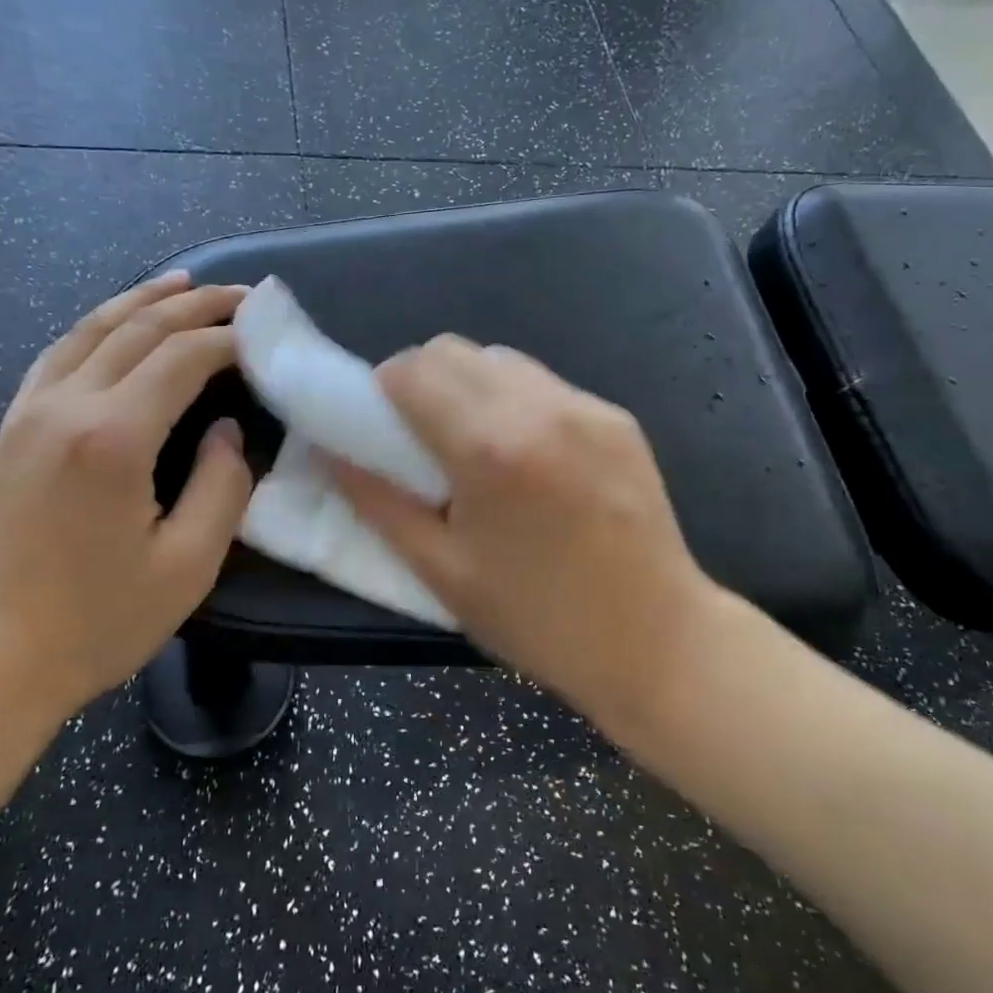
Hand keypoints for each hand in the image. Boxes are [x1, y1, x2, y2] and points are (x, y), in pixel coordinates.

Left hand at [0, 273, 253, 734]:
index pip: (184, 358)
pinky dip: (97, 325)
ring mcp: (29, 412)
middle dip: (197, 304)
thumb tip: (226, 432)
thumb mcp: (187, 567)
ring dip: (144, 300)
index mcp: (114, 438)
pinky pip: (58, 354)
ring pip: (92, 329)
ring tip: (186, 282)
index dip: (231, 339)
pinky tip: (116, 322)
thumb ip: (222, 487)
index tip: (266, 334)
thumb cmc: (95, 625)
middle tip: (244, 295)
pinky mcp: (10, 429)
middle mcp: (68, 406)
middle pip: (140, 329)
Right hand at [331, 337, 720, 726]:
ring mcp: (586, 406)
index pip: (412, 369)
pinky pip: (544, 384)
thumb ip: (379, 503)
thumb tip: (334, 454)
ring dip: (470, 387)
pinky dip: (516, 402)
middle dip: (421, 381)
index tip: (384, 431)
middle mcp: (539, 407)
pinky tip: (529, 458)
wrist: (658, 642)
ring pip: (500, 359)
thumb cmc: (538, 620)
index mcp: (488, 446)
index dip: (384, 393)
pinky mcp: (617, 417)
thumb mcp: (442, 572)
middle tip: (423, 438)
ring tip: (478, 447)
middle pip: (453, 350)